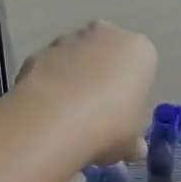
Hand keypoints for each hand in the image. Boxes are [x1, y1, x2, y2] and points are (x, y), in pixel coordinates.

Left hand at [14, 21, 157, 166]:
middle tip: (96, 111)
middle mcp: (105, 34)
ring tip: (67, 115)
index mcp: (138, 49)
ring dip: (73, 77)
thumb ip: (134, 140)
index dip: (132, 90)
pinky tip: (46, 111)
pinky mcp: (38, 51)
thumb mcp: (132, 141)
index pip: (141, 64)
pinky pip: (48, 67)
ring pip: (75, 57)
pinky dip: (48, 83)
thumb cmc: (111, 123)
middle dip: (102, 74)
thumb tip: (135, 148)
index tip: (123, 113)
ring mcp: (68, 39)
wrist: (58, 117)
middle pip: (106, 53)